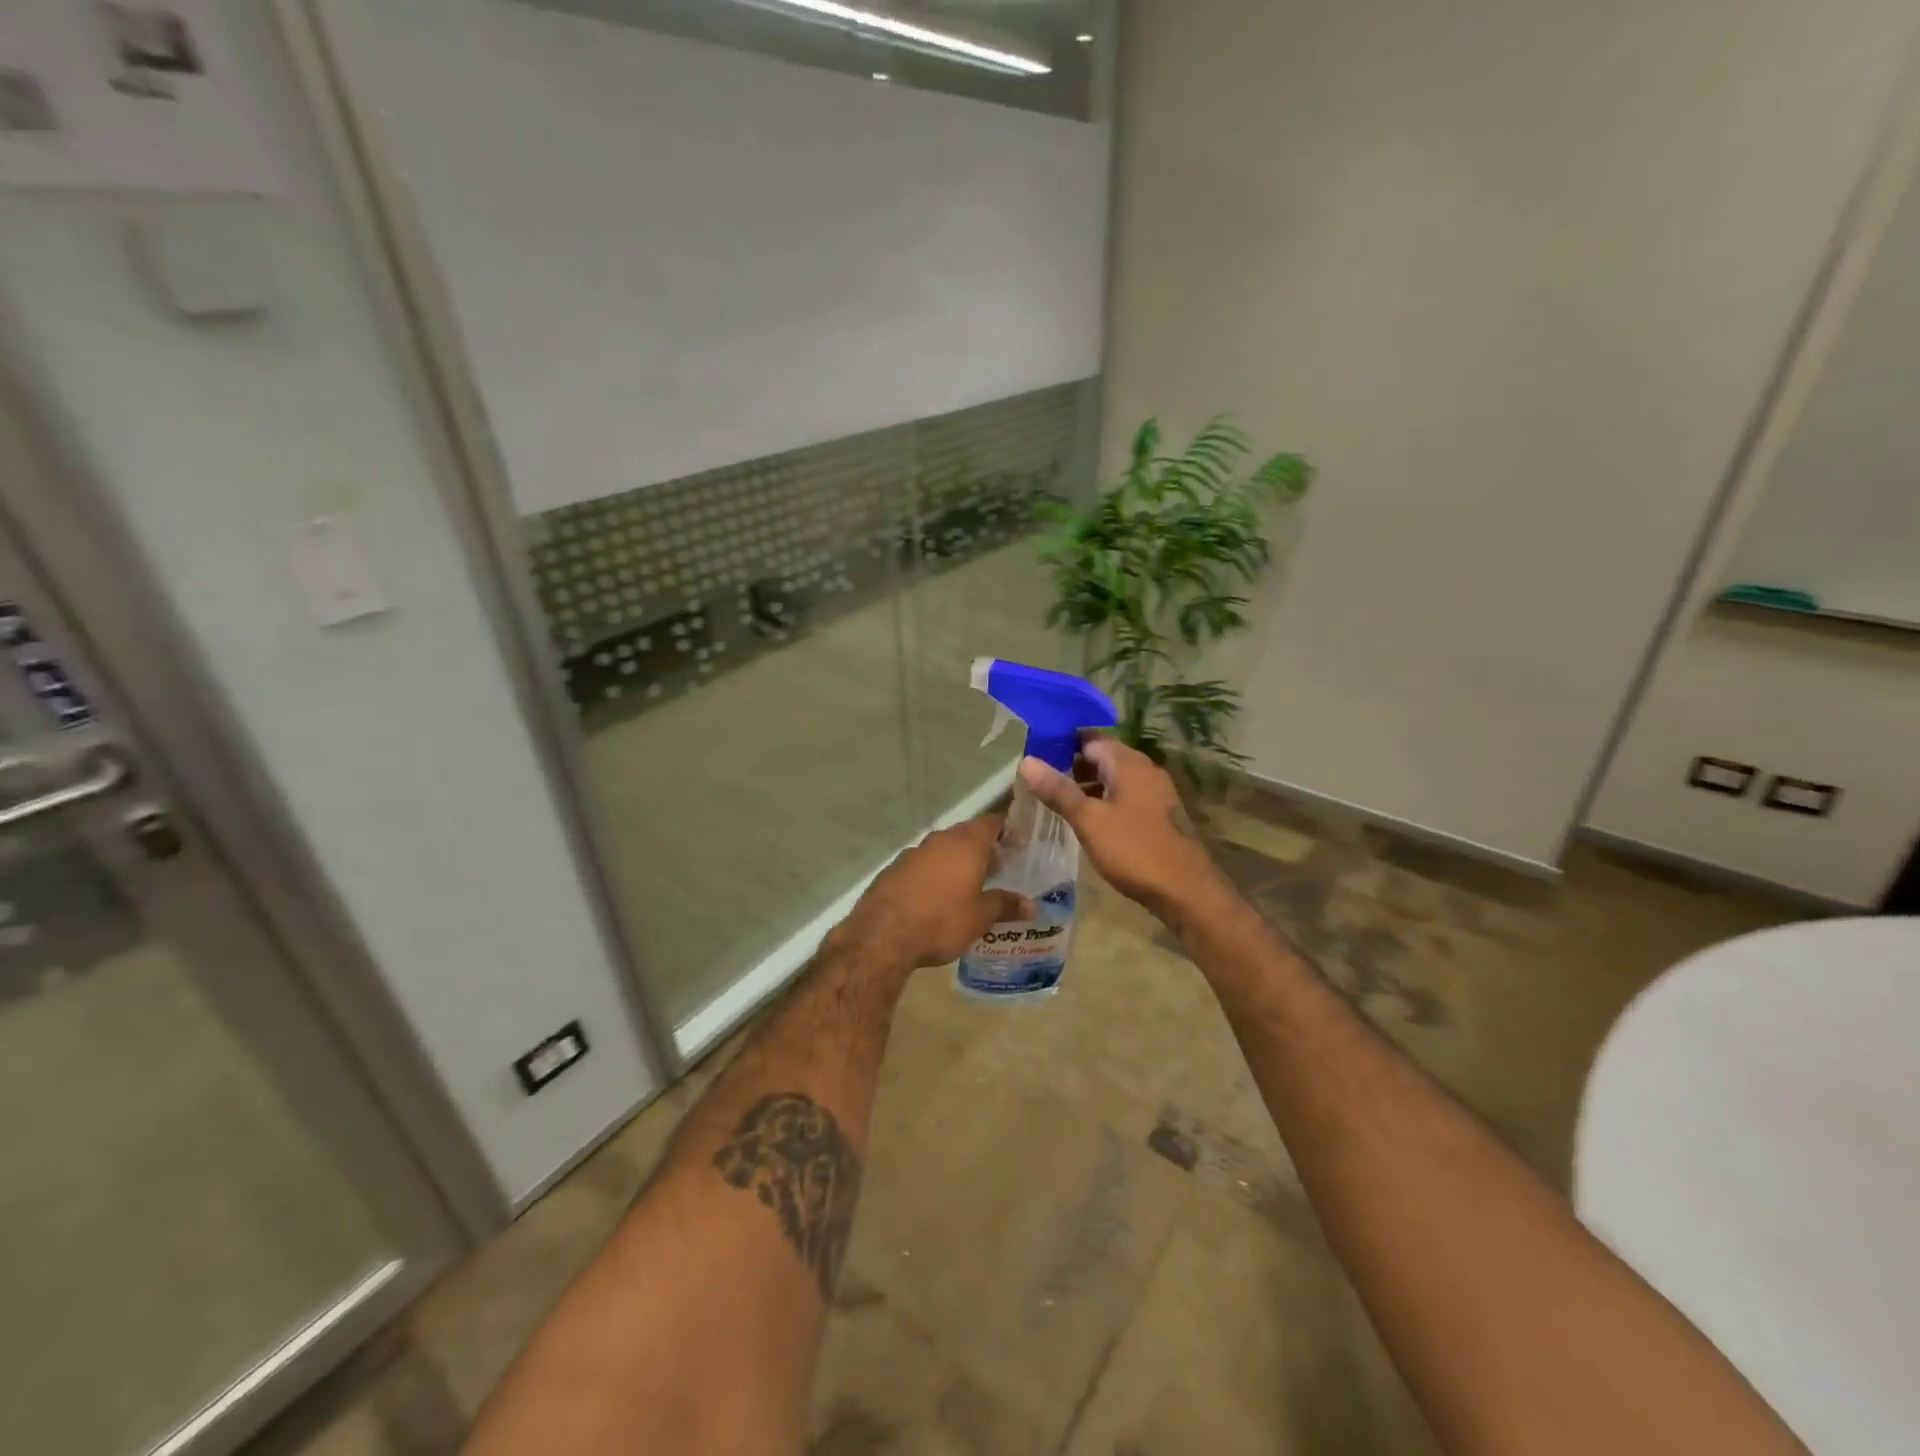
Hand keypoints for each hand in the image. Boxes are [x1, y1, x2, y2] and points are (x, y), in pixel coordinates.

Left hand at [835, 816, 1031, 970]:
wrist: (882, 936)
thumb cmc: (941, 920)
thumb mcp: (980, 917)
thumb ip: (1005, 905)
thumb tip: (1031, 905)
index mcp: (965, 844)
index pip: (991, 823)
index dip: (1006, 829)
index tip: (1018, 842)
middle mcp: (939, 840)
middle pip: (965, 834)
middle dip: (981, 848)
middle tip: (997, 867)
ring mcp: (912, 853)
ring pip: (941, 850)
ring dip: (955, 861)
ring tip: (968, 884)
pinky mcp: (892, 870)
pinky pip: (921, 865)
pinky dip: (933, 874)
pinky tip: (936, 897)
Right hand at [1018, 738, 1233, 927]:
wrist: (1186, 890)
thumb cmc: (1134, 850)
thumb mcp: (1089, 820)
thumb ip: (1058, 790)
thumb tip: (1027, 760)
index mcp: (1129, 763)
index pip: (1090, 739)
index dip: (1062, 746)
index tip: (1035, 757)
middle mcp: (1146, 769)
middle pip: (1103, 757)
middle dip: (1073, 767)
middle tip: (1041, 782)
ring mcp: (1156, 792)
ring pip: (1115, 778)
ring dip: (1089, 786)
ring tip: (1058, 802)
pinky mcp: (1160, 814)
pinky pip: (1126, 796)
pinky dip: (1105, 801)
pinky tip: (1088, 820)